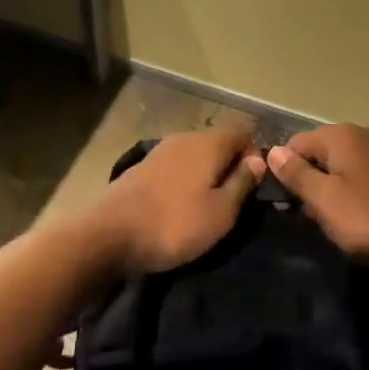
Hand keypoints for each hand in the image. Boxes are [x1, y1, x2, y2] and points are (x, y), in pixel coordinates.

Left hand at [92, 129, 265, 273]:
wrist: (109, 235)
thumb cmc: (175, 224)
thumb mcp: (221, 212)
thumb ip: (242, 183)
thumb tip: (259, 160)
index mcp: (209, 143)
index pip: (244, 134)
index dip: (255, 157)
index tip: (255, 188)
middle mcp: (185, 137)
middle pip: (218, 143)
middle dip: (230, 166)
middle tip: (234, 201)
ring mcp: (160, 150)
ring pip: (195, 155)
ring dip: (206, 175)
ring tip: (207, 205)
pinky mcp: (142, 166)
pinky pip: (176, 166)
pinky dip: (185, 180)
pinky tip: (180, 204)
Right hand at [266, 124, 368, 262]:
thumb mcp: (324, 201)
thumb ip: (296, 174)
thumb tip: (273, 151)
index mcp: (342, 135)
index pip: (297, 144)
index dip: (286, 172)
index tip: (288, 204)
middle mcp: (366, 132)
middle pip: (324, 151)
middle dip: (313, 178)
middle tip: (312, 215)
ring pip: (349, 162)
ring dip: (338, 183)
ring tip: (339, 217)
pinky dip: (362, 186)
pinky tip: (367, 211)